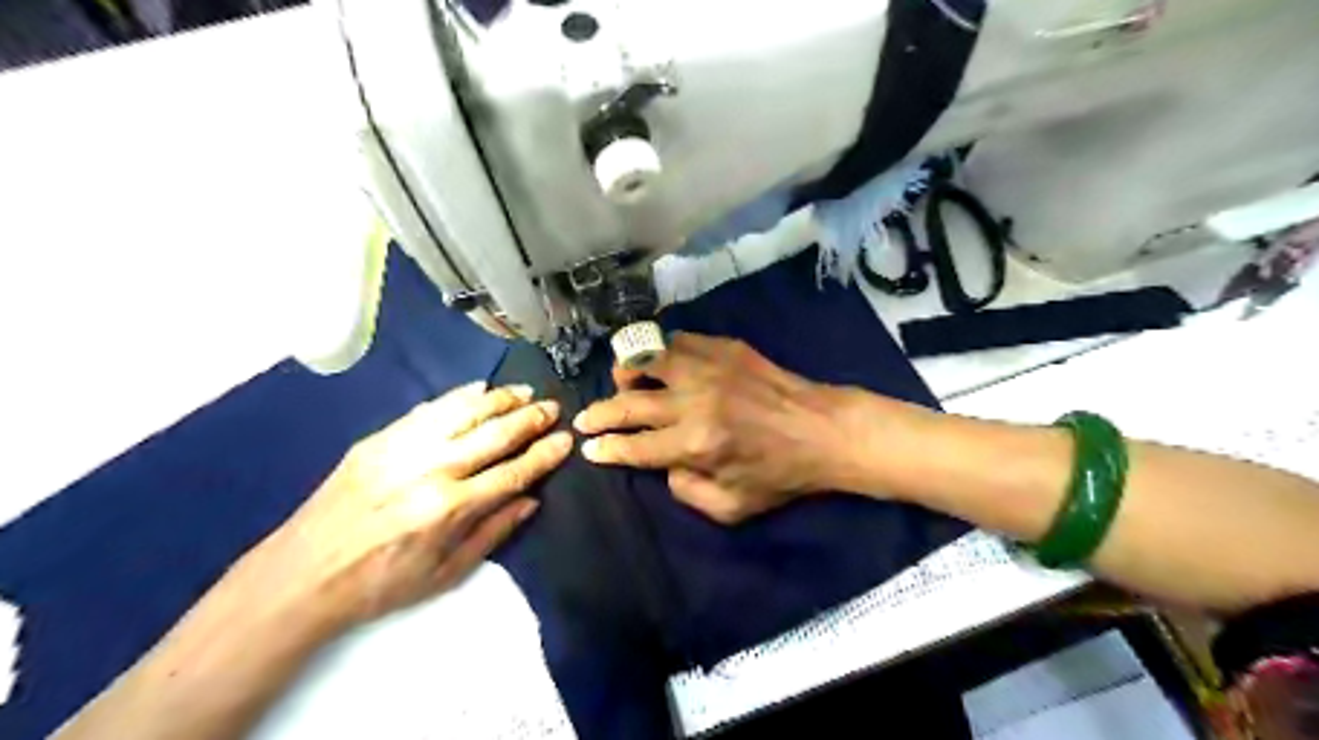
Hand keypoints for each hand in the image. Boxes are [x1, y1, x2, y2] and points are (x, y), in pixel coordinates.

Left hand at [244, 382, 573, 628]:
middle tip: (553, 407)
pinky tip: (480, 389)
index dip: (544, 455)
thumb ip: (493, 533)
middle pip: (495, 435)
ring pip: (464, 412)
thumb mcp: (446, 575)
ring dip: (500, 399)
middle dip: (530, 419)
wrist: (301, 575)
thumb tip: (530, 499)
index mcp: (450, 509)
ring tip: (524, 392)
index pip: (513, 473)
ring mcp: (403, 449)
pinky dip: (459, 396)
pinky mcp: (379, 439)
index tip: (566, 440)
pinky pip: (429, 408)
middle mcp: (432, 471)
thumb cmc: (381, 584)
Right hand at [575, 333, 868, 524]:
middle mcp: (695, 402)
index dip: (606, 449)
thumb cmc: (781, 475)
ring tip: (621, 381)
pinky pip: (678, 340)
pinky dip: (661, 351)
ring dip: (626, 371)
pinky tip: (662, 363)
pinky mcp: (725, 348)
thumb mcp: (732, 508)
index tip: (587, 448)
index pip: (635, 447)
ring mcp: (709, 368)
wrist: (824, 430)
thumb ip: (686, 492)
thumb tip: (663, 466)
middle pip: (630, 403)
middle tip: (584, 419)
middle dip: (599, 414)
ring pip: (648, 358)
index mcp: (696, 445)